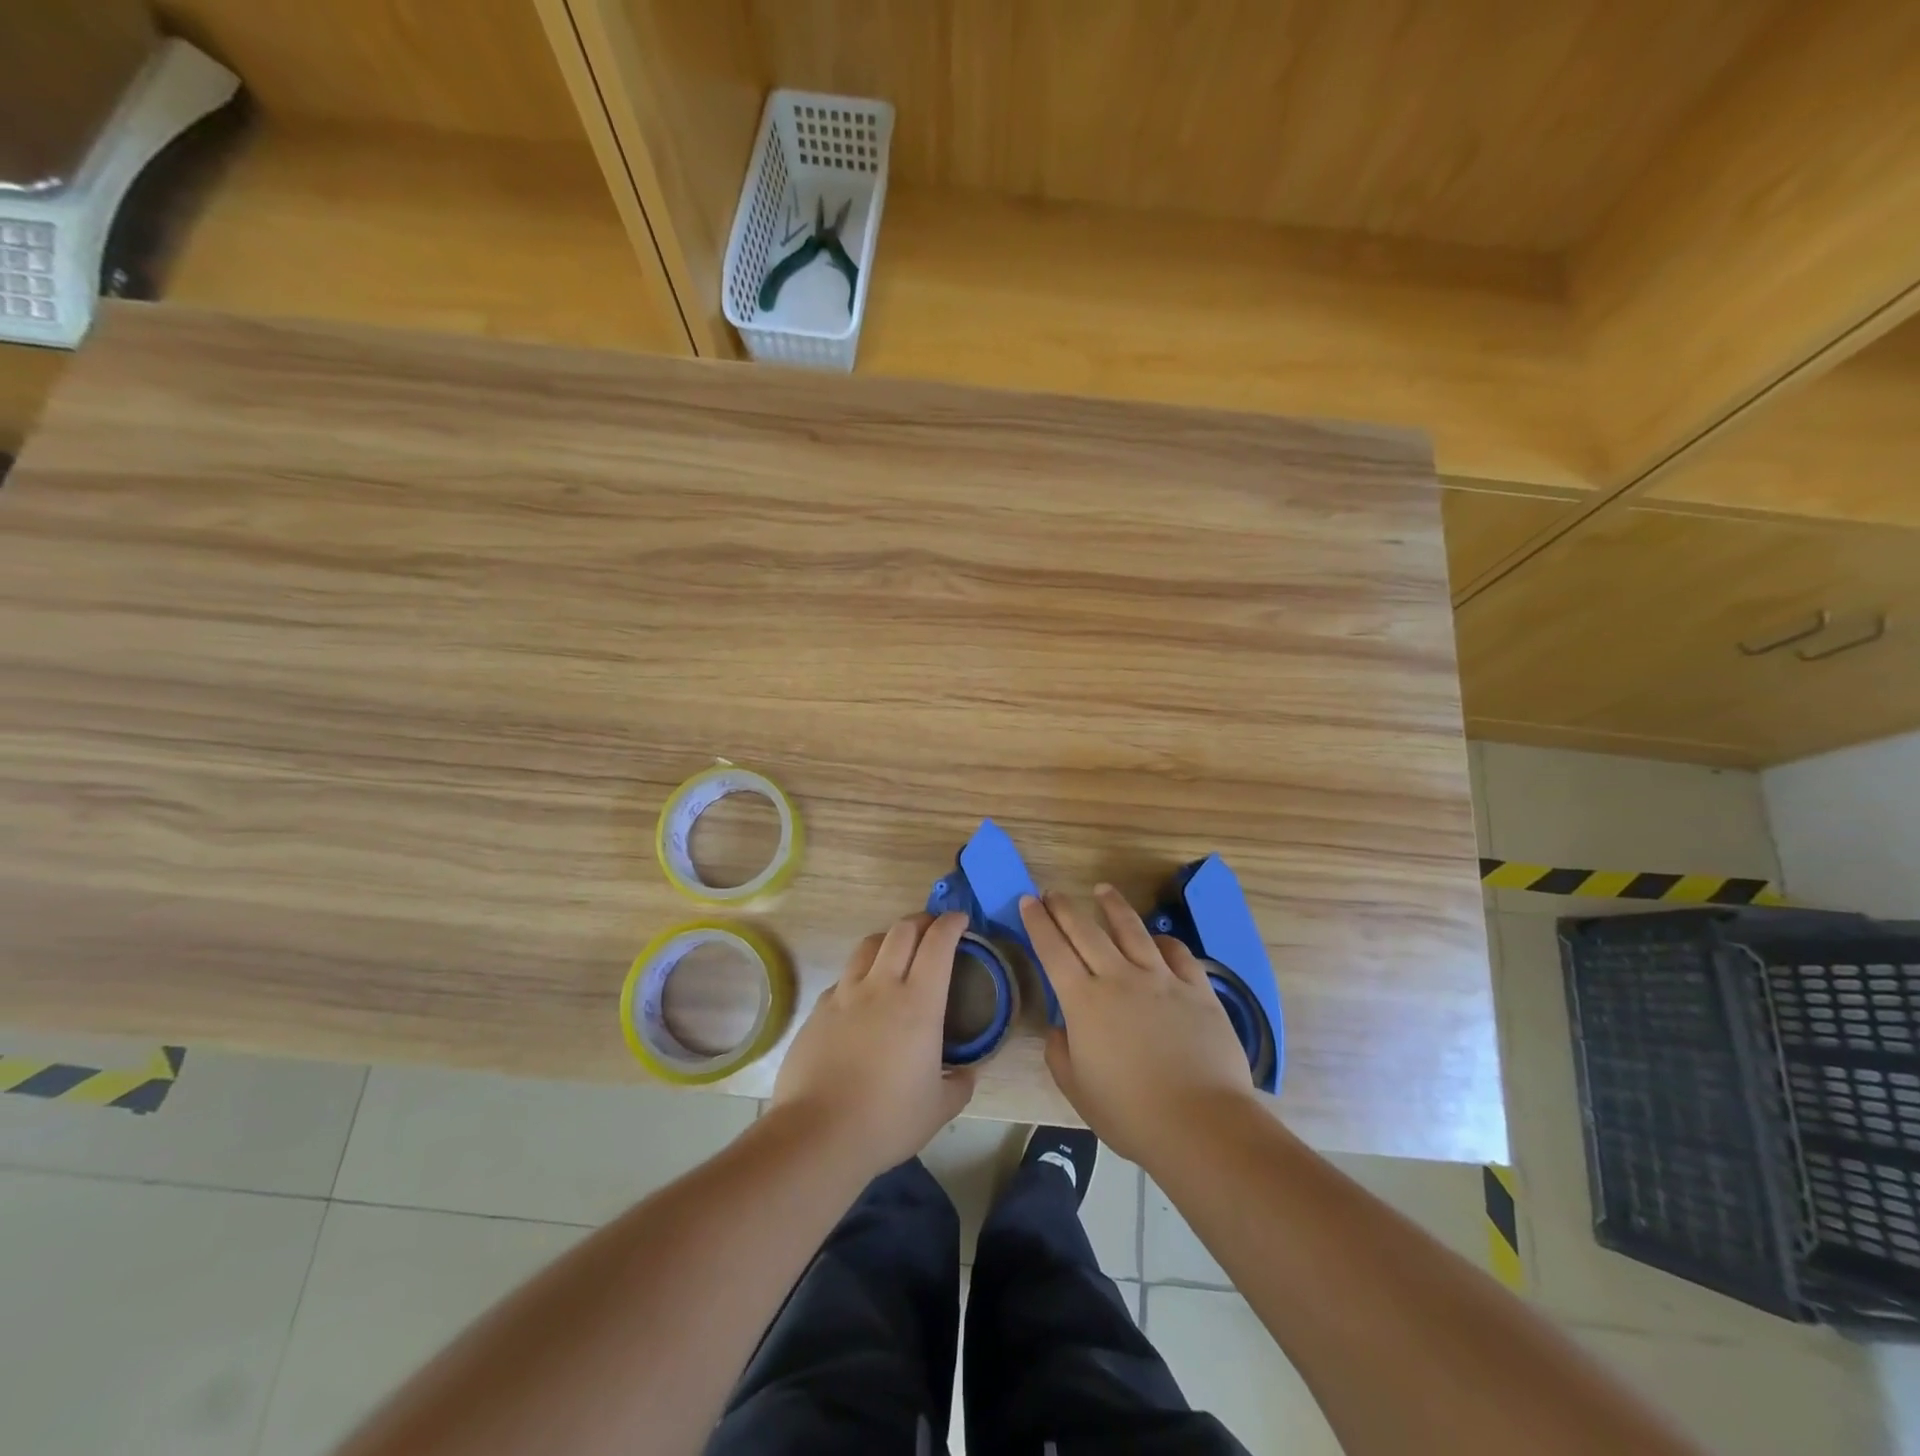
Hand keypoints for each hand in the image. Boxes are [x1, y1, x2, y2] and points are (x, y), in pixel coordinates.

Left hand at [770, 911, 975, 1179]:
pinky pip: (844, 979)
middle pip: (901, 931)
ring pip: (867, 945)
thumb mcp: (939, 1108)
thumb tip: (967, 1072)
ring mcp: (844, 995)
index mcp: (918, 1002)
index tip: (960, 919)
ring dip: (888, 938)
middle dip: (921, 921)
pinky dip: (860, 975)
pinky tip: (862, 996)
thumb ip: (960, 1084)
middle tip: (932, 928)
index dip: (951, 924)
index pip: (938, 944)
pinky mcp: (818, 1010)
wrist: (818, 1134)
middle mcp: (881, 986)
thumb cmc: (887, 1119)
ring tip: (896, 949)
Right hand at [1021, 885, 1255, 1162]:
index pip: (1053, 950)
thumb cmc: (1130, 1114)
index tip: (1028, 901)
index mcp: (1084, 1001)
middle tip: (1052, 892)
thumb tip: (1061, 1029)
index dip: (1038, 922)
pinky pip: (1177, 953)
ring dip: (1113, 906)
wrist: (1201, 1124)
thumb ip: (1060, 1053)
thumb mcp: (1077, 1090)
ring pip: (1132, 930)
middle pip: (1086, 930)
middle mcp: (1119, 978)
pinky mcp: (1197, 989)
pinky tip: (1157, 938)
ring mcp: (1162, 979)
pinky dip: (1163, 940)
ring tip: (1102, 889)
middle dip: (1064, 907)